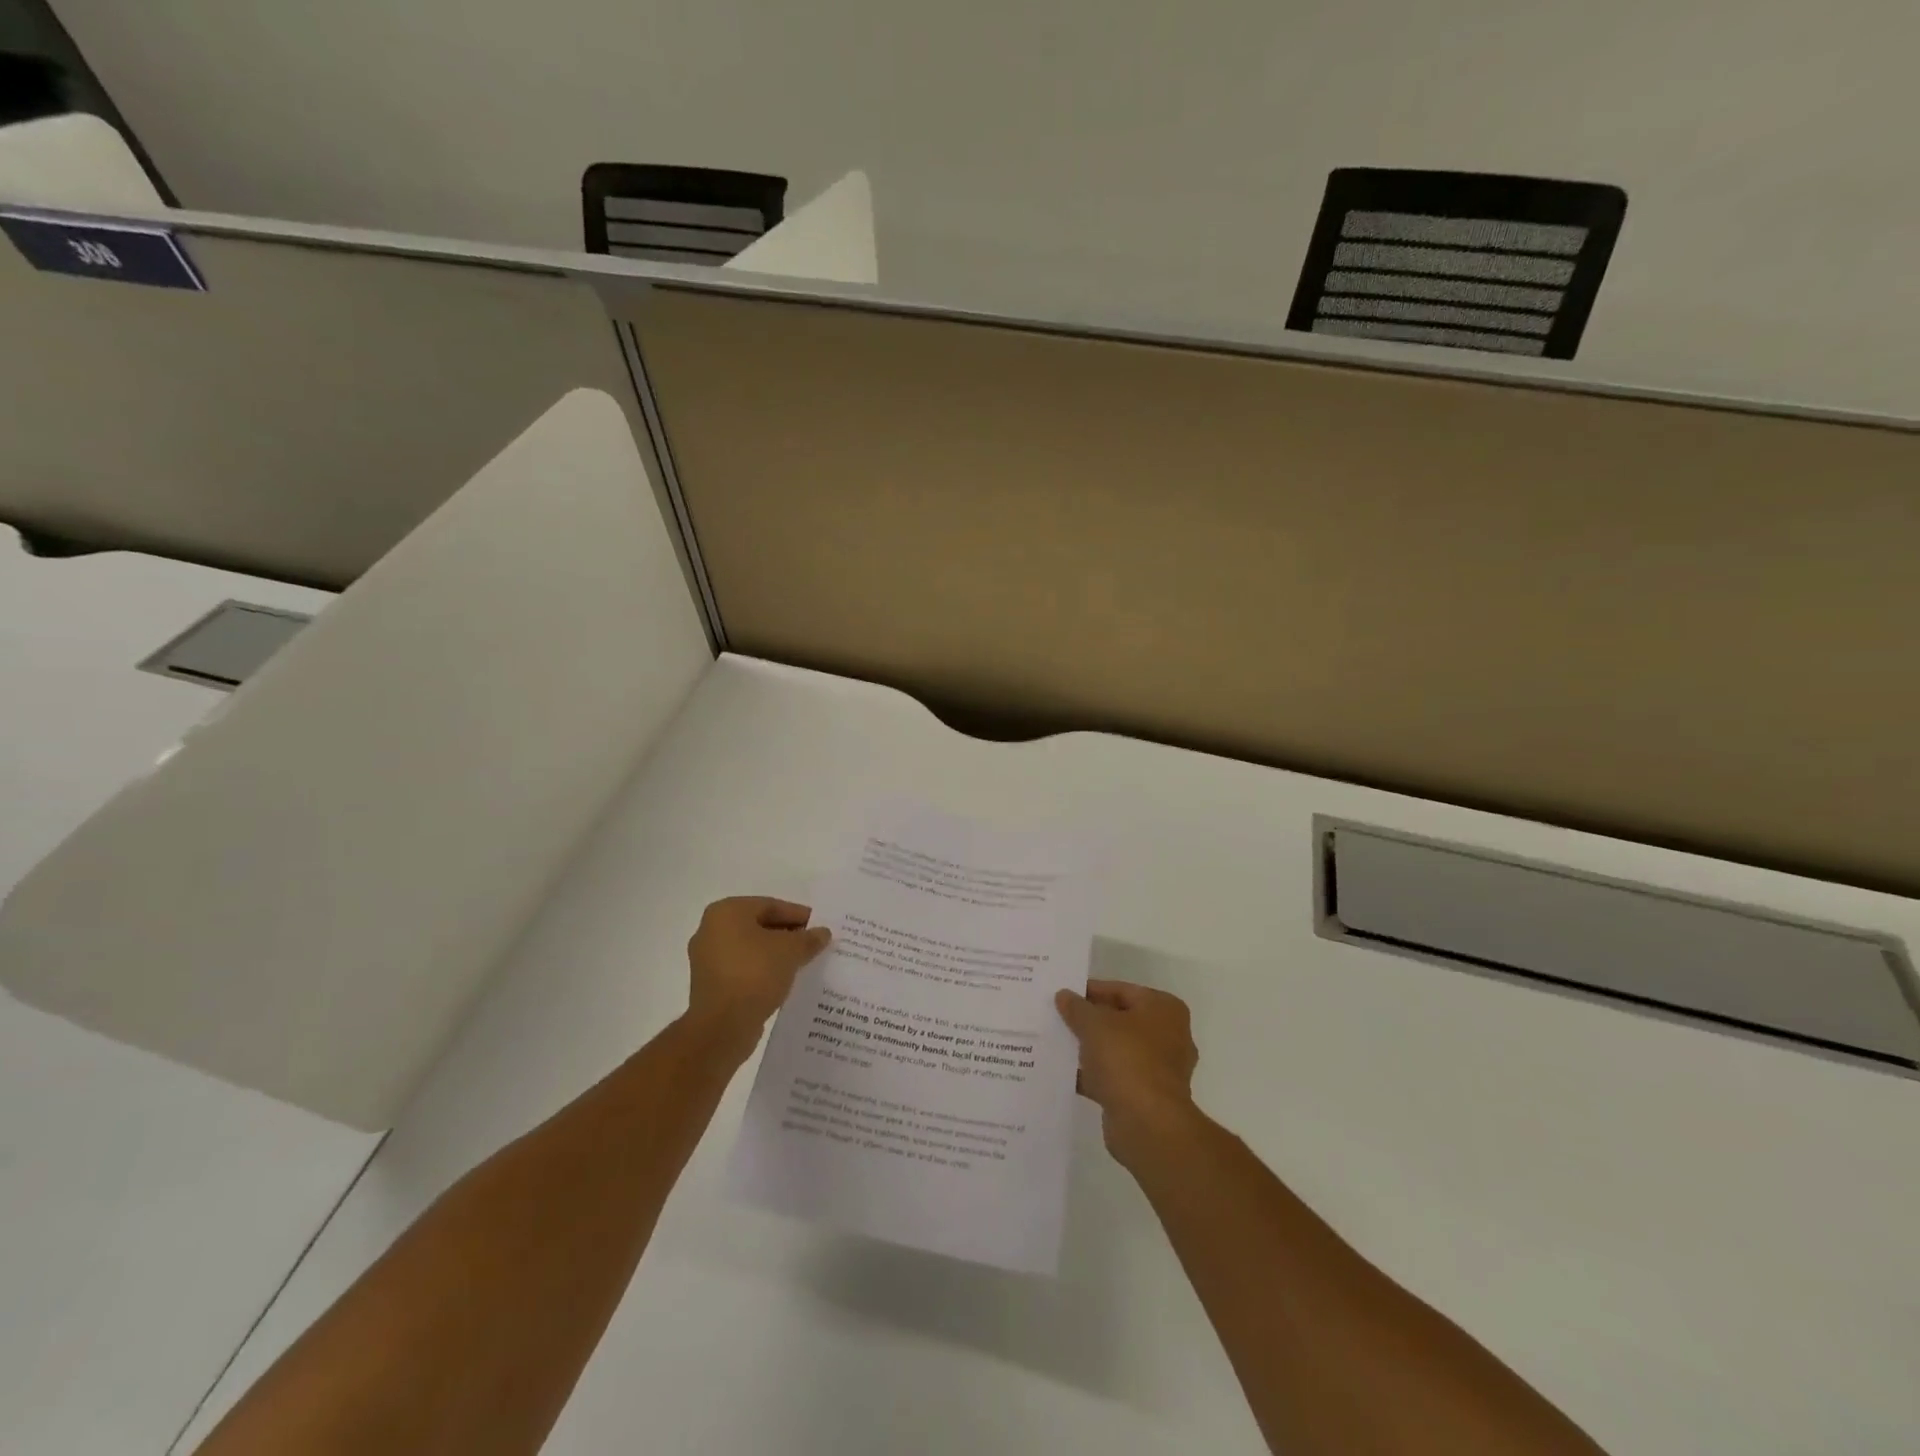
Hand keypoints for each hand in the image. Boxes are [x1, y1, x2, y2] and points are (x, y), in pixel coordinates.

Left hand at [685, 897, 831, 1048]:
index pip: (770, 905)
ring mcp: (707, 959)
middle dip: (787, 935)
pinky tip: (784, 980)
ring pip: (751, 949)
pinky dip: (762, 971)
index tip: (819, 927)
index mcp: (726, 912)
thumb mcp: (791, 951)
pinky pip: (743, 969)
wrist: (722, 1026)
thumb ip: (808, 938)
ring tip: (802, 963)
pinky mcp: (710, 985)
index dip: (798, 915)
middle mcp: (710, 930)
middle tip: (813, 944)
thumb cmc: (755, 974)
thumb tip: (822, 933)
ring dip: (776, 955)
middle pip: (759, 926)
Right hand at [1056, 980, 1199, 1164]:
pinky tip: (1063, 1073)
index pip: (1122, 991)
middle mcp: (1168, 1036)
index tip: (1063, 994)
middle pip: (1120, 1020)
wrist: (1147, 1124)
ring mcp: (1159, 1069)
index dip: (1091, 990)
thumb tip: (1064, 995)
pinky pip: (1114, 1077)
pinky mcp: (1146, 1096)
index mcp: (1164, 1009)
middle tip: (1058, 1016)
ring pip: (1116, 1050)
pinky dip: (1093, 1075)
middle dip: (1090, 1020)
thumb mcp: (1095, 1024)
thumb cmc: (1127, 1059)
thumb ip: (1077, 1008)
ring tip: (1056, 1042)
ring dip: (1090, 1049)